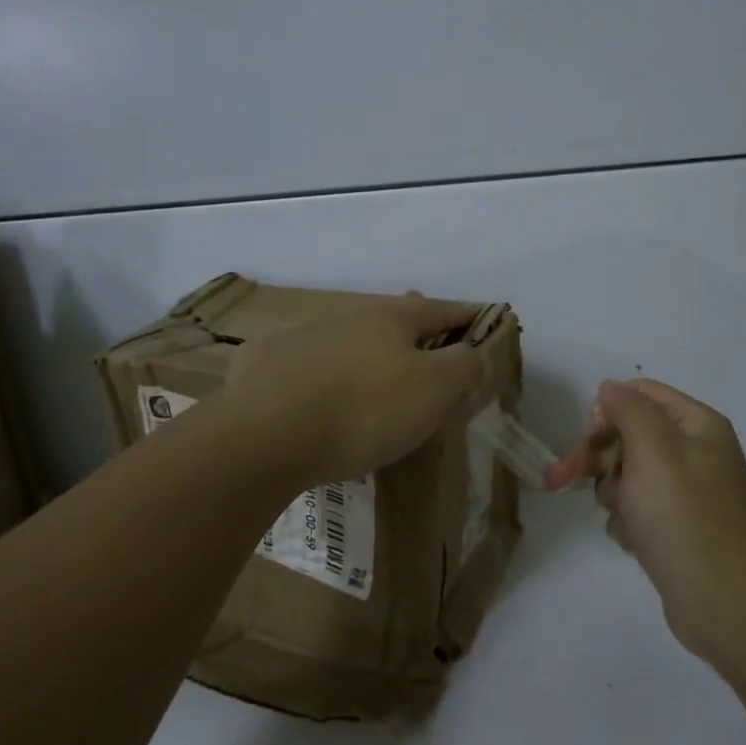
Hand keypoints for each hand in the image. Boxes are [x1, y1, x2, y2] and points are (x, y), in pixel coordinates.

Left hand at [221, 293, 490, 484]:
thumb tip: (472, 353)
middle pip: (390, 316)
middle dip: (412, 327)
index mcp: (391, 319)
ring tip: (370, 373)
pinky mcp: (264, 364)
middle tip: (424, 340)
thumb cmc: (364, 410)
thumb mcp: (433, 390)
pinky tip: (312, 390)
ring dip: (362, 350)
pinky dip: (316, 371)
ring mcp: (301, 337)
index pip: (441, 309)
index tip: (481, 322)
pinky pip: (301, 363)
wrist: (267, 434)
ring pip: (344, 337)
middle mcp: (346, 318)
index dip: (466, 316)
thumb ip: (462, 366)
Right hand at [547, 378, 745, 665]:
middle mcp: (693, 453)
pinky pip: (636, 511)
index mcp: (696, 425)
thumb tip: (610, 389)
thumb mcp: (653, 448)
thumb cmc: (685, 516)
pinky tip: (635, 542)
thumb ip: (628, 409)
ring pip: (626, 476)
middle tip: (559, 479)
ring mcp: (685, 494)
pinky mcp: (675, 530)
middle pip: (627, 436)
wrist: (727, 601)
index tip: (588, 439)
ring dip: (613, 494)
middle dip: (596, 458)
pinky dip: (628, 523)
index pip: (640, 394)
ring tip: (625, 519)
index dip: (607, 411)